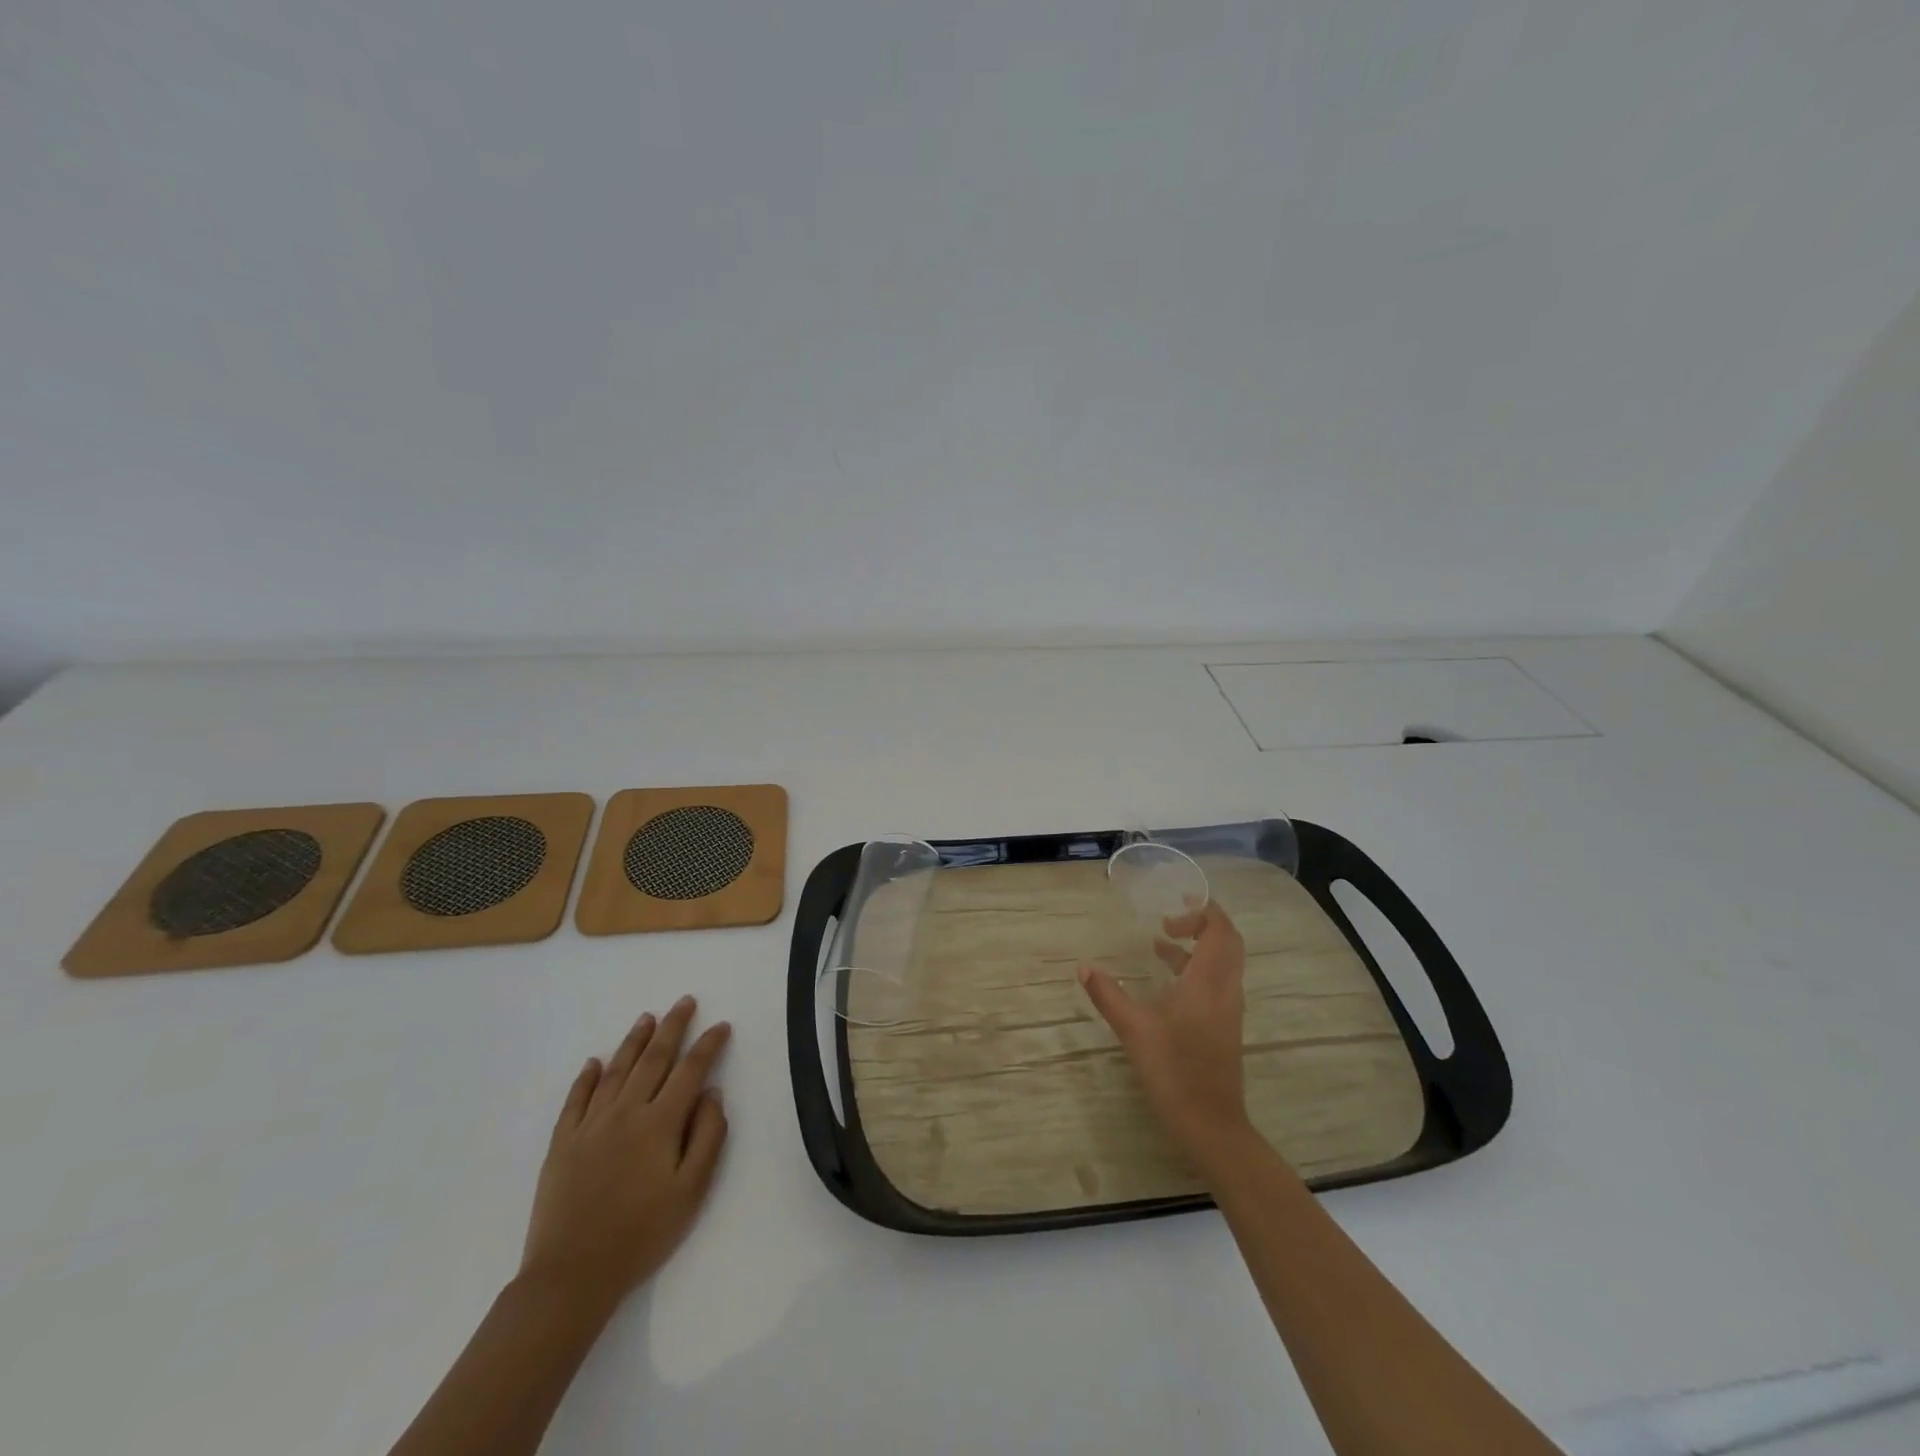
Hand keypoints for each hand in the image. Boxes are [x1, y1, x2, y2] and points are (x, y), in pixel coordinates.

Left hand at [519, 996, 730, 1312]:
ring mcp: (590, 1125)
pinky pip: (575, 1100)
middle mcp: (625, 1112)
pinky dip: (586, 1077)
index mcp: (660, 1123)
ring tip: (647, 1018)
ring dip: (634, 1041)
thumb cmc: (641, 1235)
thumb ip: (707, 1137)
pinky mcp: (561, 1144)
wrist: (571, 1276)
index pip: (690, 1070)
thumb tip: (712, 1094)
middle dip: (672, 1027)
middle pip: (653, 1059)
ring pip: (616, 1071)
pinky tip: (594, 1062)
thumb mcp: (691, 1191)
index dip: (708, 1045)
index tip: (721, 1026)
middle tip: (684, 1001)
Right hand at [1080, 902, 1252, 1177]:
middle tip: (1170, 919)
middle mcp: (1225, 990)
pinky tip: (1167, 983)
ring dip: (1198, 947)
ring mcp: (1228, 1010)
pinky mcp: (1224, 1028)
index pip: (1220, 930)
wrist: (1211, 1126)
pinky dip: (1196, 970)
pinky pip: (1217, 983)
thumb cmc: (1174, 1071)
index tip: (1170, 913)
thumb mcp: (1134, 1029)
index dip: (1202, 912)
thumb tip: (1084, 967)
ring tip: (1160, 943)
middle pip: (1228, 942)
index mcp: (1208, 982)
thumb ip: (1108, 995)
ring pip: (1223, 964)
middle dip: (1202, 924)